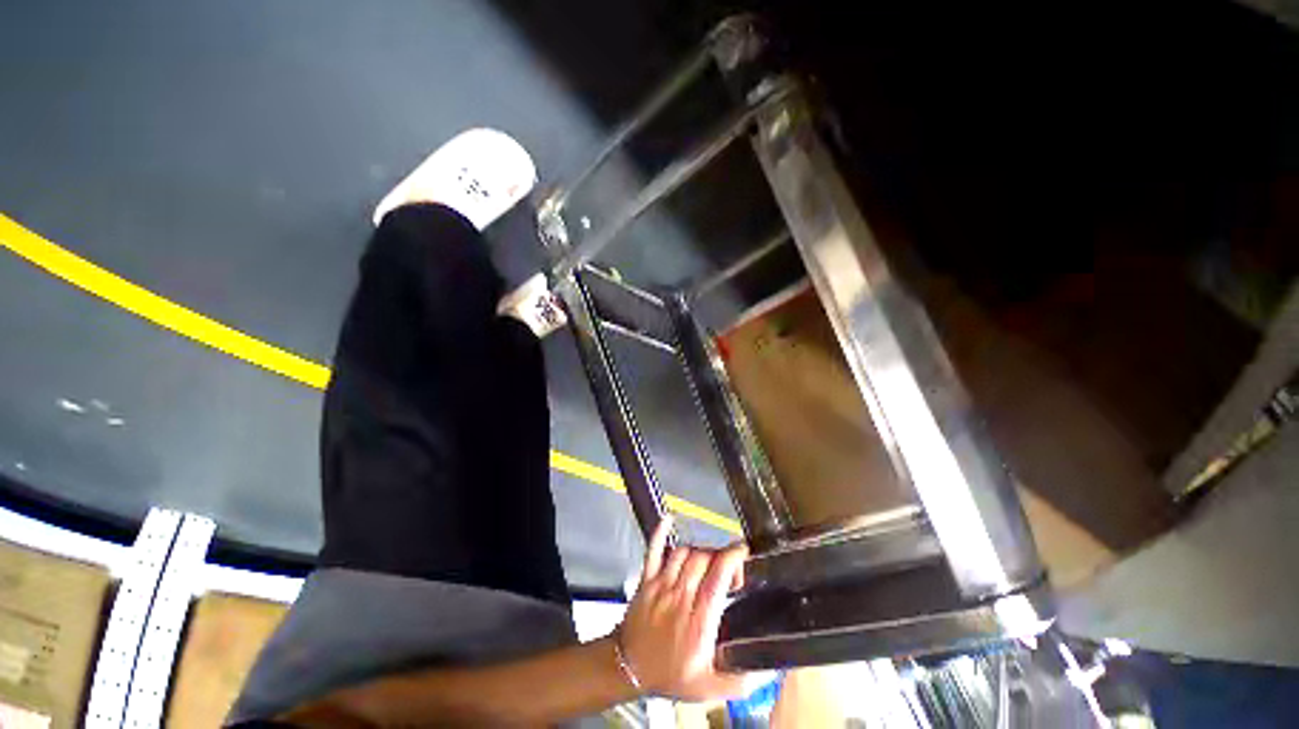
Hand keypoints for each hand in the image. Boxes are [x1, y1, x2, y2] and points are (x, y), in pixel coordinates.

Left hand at [616, 516, 749, 700]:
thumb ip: (741, 680)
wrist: (628, 669)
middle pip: (703, 560)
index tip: (743, 552)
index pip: (717, 578)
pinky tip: (668, 519)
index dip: (732, 558)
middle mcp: (680, 598)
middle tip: (728, 568)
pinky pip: (653, 550)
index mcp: (698, 623)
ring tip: (709, 562)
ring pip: (684, 553)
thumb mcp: (710, 689)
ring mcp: (661, 585)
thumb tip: (771, 669)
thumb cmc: (671, 676)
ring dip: (700, 552)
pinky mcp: (647, 579)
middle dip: (720, 557)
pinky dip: (660, 533)